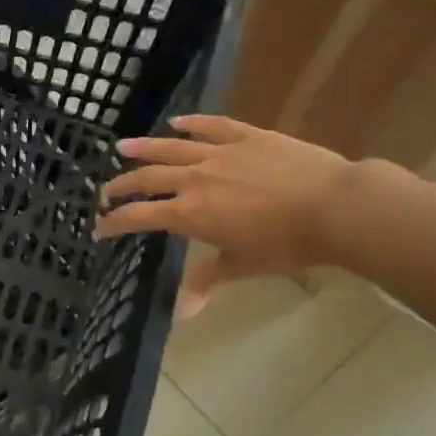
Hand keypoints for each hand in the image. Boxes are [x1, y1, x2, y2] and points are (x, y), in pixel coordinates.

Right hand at [96, 115, 355, 313]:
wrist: (335, 207)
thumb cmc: (288, 244)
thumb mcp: (244, 265)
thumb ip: (207, 280)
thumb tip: (182, 313)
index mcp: (191, 214)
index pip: (140, 216)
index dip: (116, 221)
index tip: (100, 227)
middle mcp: (195, 180)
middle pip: (148, 179)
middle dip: (122, 185)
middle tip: (106, 190)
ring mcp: (220, 153)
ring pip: (171, 148)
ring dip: (144, 148)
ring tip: (122, 147)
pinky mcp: (246, 136)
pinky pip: (212, 125)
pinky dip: (192, 123)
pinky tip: (177, 121)